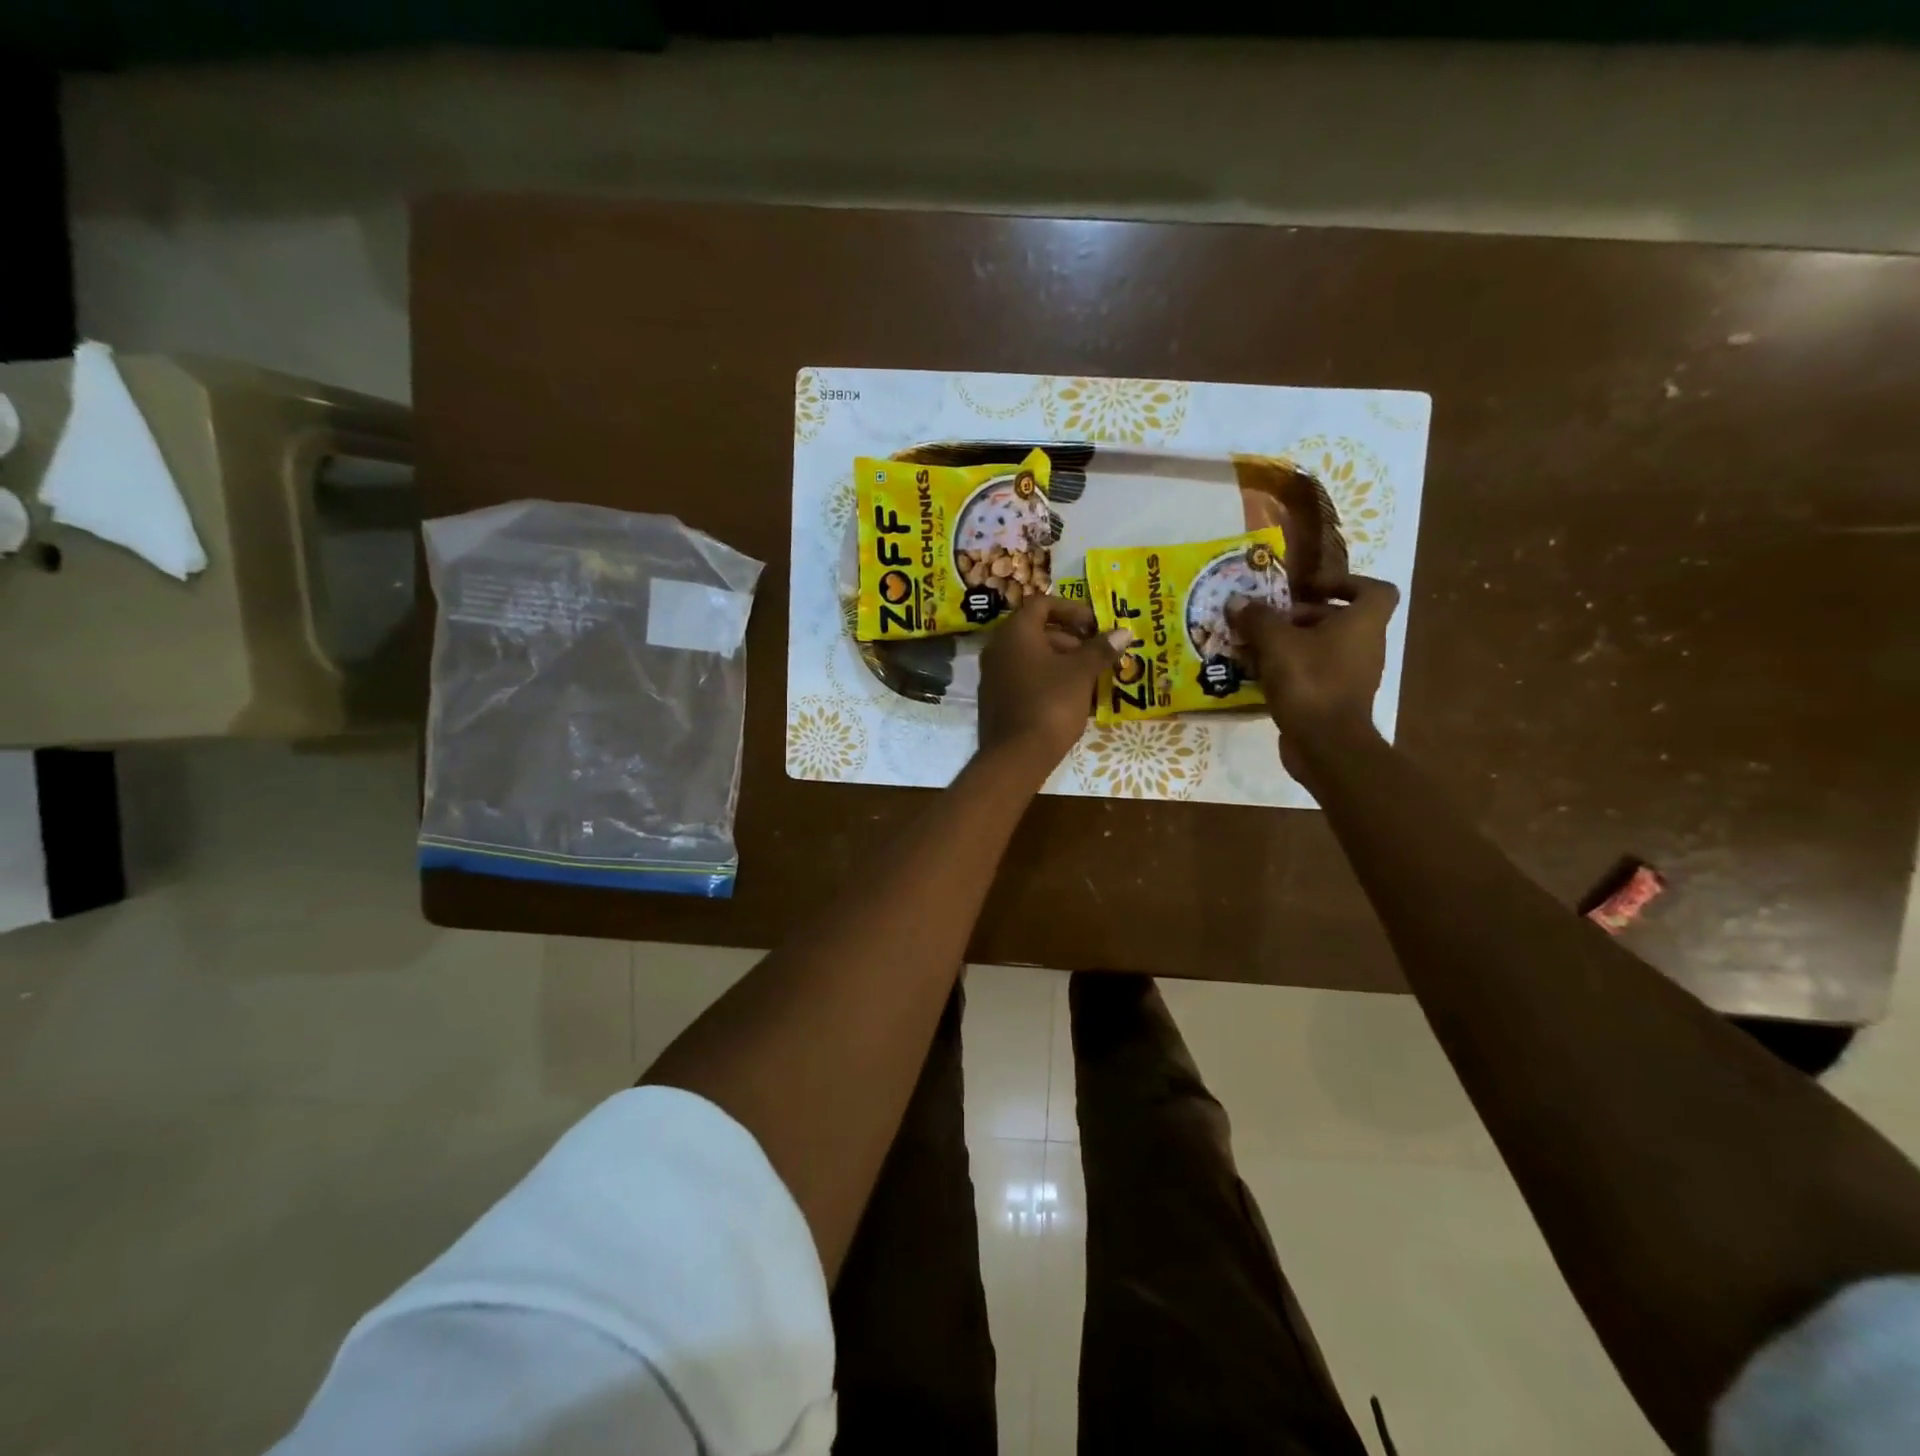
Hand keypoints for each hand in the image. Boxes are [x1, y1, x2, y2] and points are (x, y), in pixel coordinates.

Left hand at [977, 596, 1127, 775]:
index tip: (1095, 626)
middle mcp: (997, 648)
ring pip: (1031, 657)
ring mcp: (993, 675)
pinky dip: (1047, 680)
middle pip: (1037, 631)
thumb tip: (1123, 632)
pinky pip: (1024, 678)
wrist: (1015, 756)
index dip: (1072, 610)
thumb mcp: (1081, 674)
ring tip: (1090, 679)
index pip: (1043, 603)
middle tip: (1096, 655)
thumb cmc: (1050, 704)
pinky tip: (1070, 699)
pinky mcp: (995, 700)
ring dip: (1061, 661)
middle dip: (1070, 639)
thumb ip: (1100, 649)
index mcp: (1015, 632)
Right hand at [1229, 575, 1399, 765]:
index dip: (1346, 583)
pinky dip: (1293, 670)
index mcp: (1363, 623)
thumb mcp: (1275, 643)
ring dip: (1293, 644)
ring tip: (1258, 647)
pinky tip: (1262, 675)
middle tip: (1269, 620)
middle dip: (1303, 617)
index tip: (1312, 589)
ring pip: (1325, 648)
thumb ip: (1257, 619)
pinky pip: (1316, 673)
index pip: (1374, 590)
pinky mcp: (1337, 700)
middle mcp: (1366, 646)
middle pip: (1340, 619)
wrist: (1326, 744)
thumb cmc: (1309, 681)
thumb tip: (1237, 602)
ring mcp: (1354, 676)